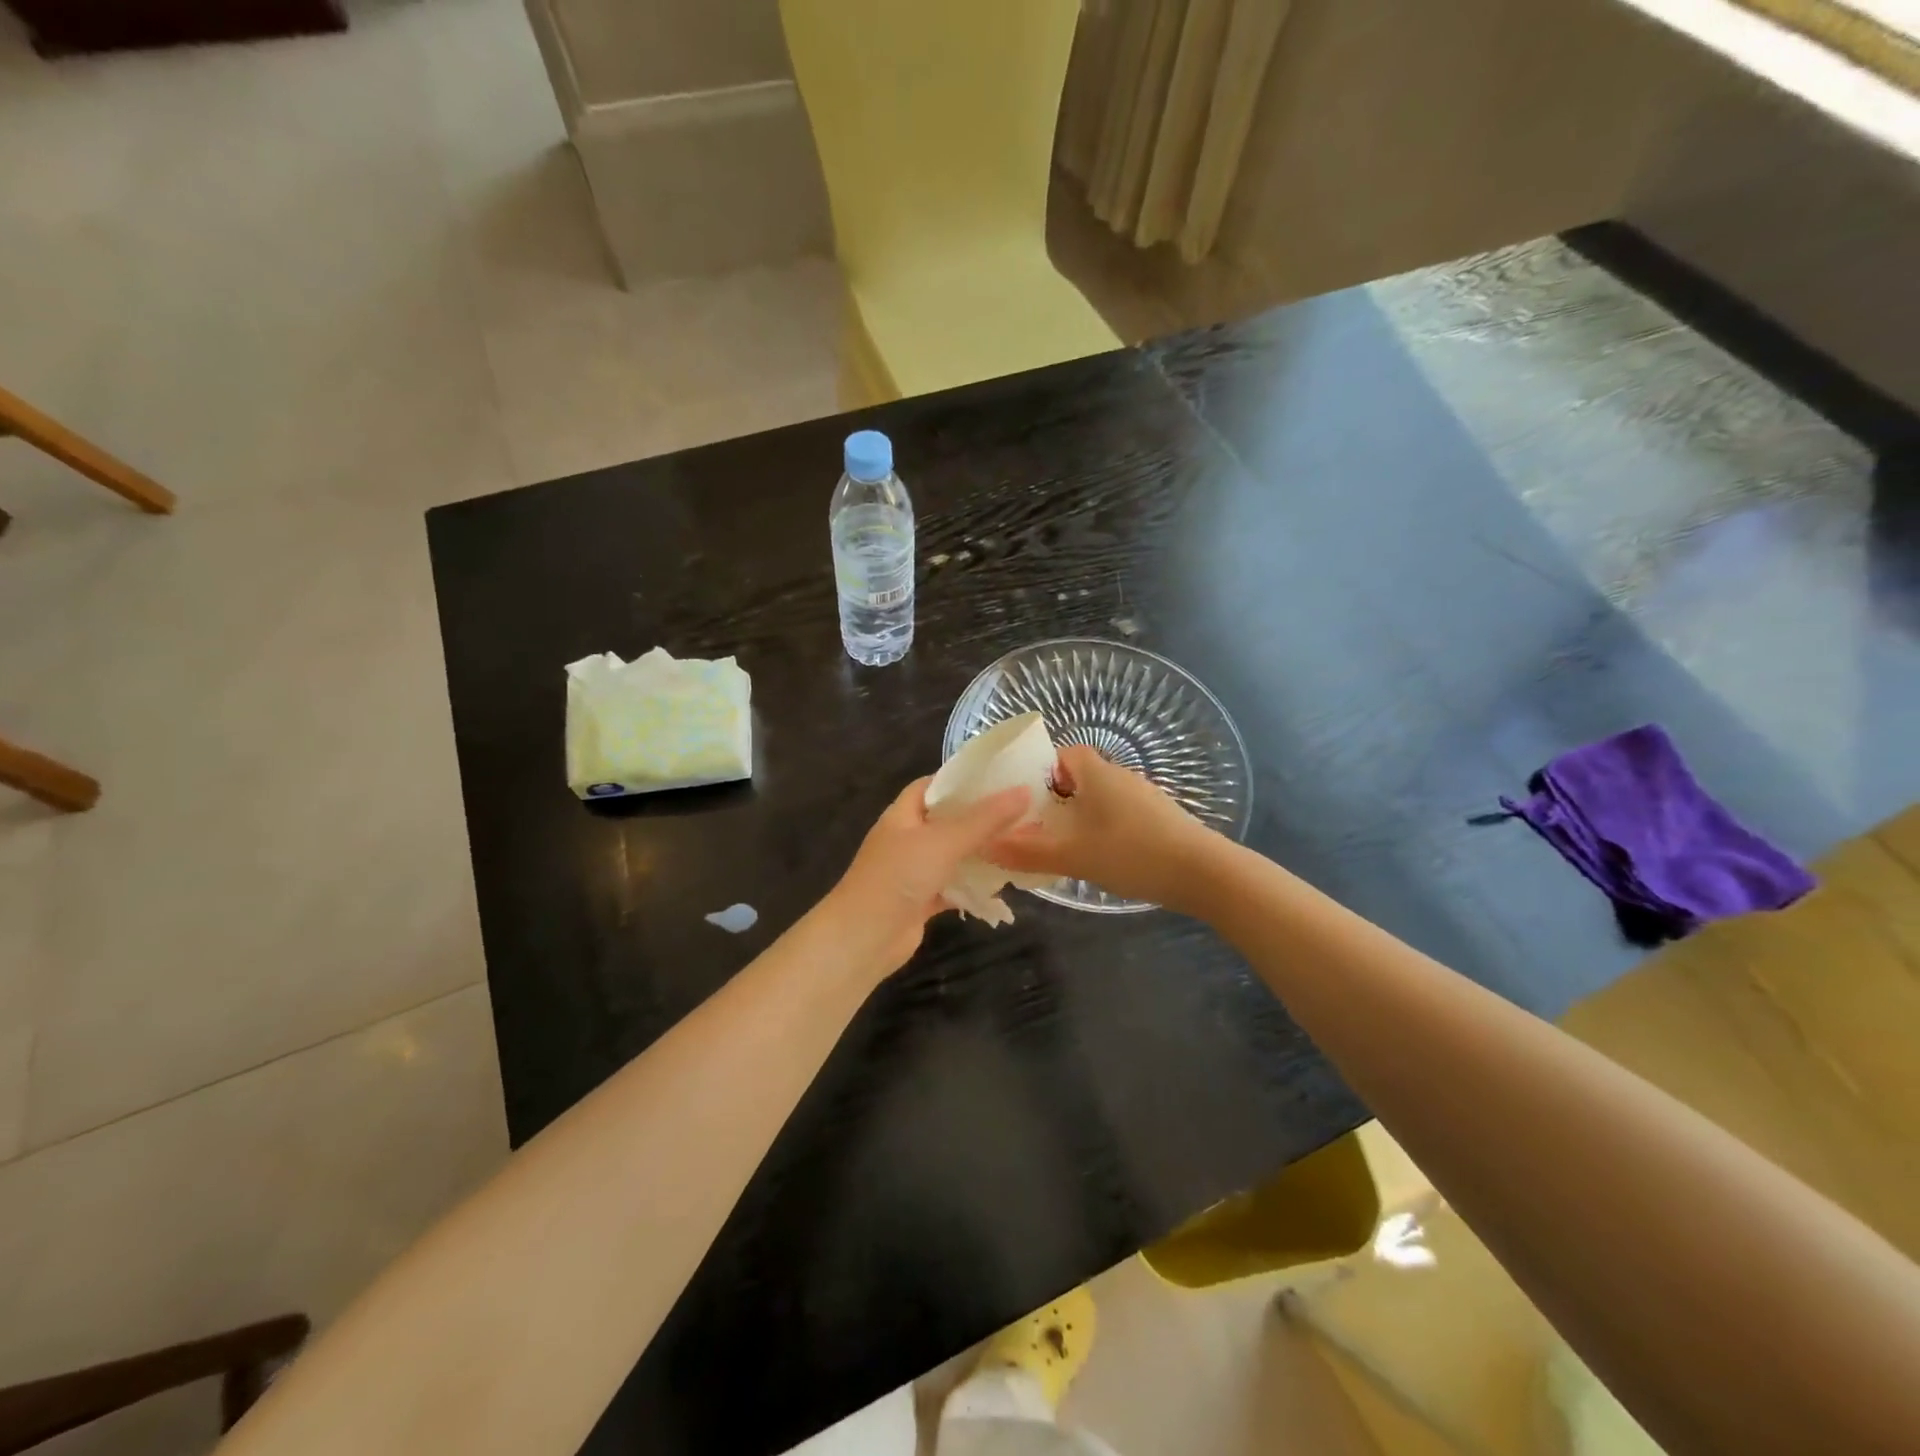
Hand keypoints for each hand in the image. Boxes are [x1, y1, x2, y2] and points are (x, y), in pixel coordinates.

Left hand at [828, 778, 1032, 973]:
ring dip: (980, 853)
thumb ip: (984, 819)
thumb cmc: (899, 876)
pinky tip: (1002, 886)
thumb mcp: (944, 841)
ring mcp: (914, 870)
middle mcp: (908, 838)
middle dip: (981, 818)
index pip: (934, 785)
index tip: (1000, 778)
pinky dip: (973, 886)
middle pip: (948, 820)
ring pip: (953, 855)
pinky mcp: (922, 900)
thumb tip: (1024, 790)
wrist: (864, 938)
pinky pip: (953, 886)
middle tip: (1022, 812)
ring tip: (1021, 844)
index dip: (963, 779)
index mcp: (904, 814)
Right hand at [986, 744, 1218, 910]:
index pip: (1066, 753)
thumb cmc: (1132, 853)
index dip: (1044, 770)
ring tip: (1068, 846)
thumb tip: (986, 845)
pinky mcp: (1163, 819)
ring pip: (1104, 798)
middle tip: (1040, 827)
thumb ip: (1028, 851)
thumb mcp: (1073, 855)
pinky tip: (1106, 858)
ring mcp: (1146, 797)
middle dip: (1059, 798)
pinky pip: (1123, 815)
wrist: (1204, 874)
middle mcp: (1122, 777)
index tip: (1029, 799)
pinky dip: (1107, 828)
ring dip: (1084, 816)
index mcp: (1098, 774)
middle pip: (1083, 776)